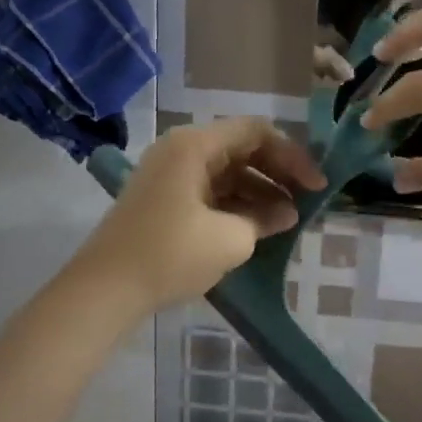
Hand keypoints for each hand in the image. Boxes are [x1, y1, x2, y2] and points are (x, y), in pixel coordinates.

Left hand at [76, 119, 324, 311]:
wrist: (105, 289)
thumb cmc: (171, 255)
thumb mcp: (230, 238)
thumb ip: (265, 218)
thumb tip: (287, 213)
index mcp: (195, 145)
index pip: (256, 131)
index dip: (292, 155)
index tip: (316, 185)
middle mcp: (181, 150)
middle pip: (242, 148)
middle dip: (278, 173)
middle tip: (307, 200)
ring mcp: (170, 174)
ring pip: (227, 171)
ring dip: (260, 191)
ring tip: (288, 220)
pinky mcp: (164, 199)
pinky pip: (210, 190)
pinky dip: (237, 203)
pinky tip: (259, 226)